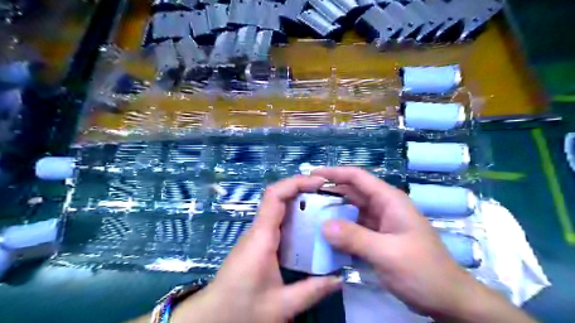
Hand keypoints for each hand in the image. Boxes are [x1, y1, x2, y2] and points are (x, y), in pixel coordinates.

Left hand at [170, 176, 340, 322]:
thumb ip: (312, 291)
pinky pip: (277, 221)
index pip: (275, 195)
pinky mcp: (257, 242)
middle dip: (303, 189)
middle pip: (278, 197)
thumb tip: (340, 279)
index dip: (297, 182)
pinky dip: (295, 217)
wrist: (211, 316)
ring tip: (325, 207)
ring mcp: (256, 235)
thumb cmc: (241, 308)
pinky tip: (310, 228)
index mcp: (262, 236)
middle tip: (329, 195)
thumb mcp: (281, 305)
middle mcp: (258, 229)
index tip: (320, 182)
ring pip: (278, 208)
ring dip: (300, 202)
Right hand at [310, 166, 516, 320]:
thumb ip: (355, 237)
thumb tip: (323, 225)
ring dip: (332, 213)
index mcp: (389, 200)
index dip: (335, 173)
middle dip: (329, 193)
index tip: (312, 175)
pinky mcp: (377, 239)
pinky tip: (324, 235)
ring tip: (309, 215)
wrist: (447, 299)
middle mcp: (383, 207)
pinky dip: (340, 230)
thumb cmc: (423, 271)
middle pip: (352, 193)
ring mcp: (380, 224)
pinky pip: (354, 229)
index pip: (358, 177)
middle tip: (305, 199)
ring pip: (351, 211)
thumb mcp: (388, 253)